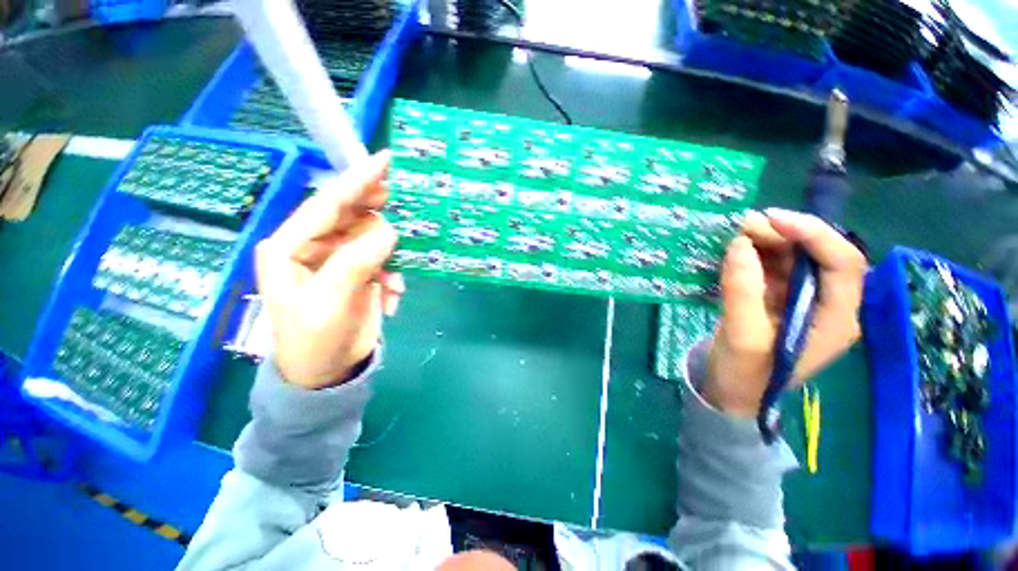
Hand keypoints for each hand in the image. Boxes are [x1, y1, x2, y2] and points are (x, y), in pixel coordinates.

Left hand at [255, 151, 404, 388]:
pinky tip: (394, 296)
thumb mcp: (331, 303)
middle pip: (349, 215)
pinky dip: (393, 274)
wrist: (325, 374)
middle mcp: (312, 246)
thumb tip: (389, 231)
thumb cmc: (315, 341)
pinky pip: (382, 260)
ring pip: (371, 237)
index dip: (357, 181)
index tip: (386, 160)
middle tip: (404, 202)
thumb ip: (356, 262)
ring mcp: (337, 260)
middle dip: (376, 212)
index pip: (327, 204)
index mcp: (290, 247)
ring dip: (390, 255)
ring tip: (395, 279)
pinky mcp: (357, 273)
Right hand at [702, 208, 866, 416]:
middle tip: (744, 223)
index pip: (844, 264)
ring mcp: (803, 302)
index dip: (814, 235)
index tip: (773, 220)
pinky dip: (755, 254)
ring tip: (737, 230)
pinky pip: (773, 268)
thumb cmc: (745, 374)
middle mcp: (828, 305)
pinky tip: (737, 248)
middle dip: (784, 235)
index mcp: (837, 319)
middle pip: (818, 256)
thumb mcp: (743, 336)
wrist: (731, 393)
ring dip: (768, 241)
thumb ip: (742, 290)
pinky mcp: (778, 300)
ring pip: (794, 259)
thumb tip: (739, 244)